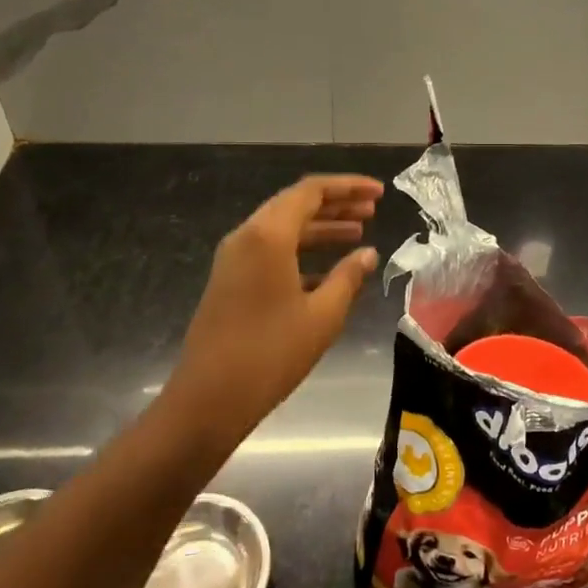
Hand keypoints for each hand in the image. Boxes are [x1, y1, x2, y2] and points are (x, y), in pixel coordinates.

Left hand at [163, 175, 382, 448]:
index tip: (379, 193)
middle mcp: (247, 237)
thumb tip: (368, 254)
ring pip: (283, 228)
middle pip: (296, 205)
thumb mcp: (322, 315)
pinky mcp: (230, 281)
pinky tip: (329, 272)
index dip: (349, 187)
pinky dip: (302, 252)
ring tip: (358, 234)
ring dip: (321, 228)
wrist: (208, 400)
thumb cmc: (271, 354)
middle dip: (336, 205)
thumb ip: (348, 277)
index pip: (312, 191)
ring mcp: (234, 259)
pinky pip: (271, 251)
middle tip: (373, 210)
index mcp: (269, 236)